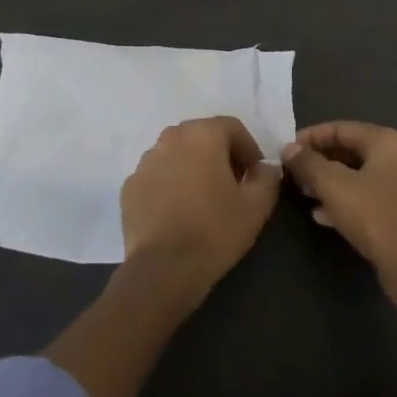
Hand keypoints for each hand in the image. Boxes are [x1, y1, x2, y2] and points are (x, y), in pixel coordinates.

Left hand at [120, 116, 281, 304]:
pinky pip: (157, 176)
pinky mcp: (129, 186)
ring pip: (176, 154)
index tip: (255, 175)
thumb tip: (266, 167)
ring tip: (203, 199)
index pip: (232, 127)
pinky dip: (169, 184)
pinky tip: (177, 211)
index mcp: (202, 135)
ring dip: (192, 167)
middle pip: (202, 136)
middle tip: (232, 184)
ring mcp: (145, 161)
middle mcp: (170, 138)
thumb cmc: (215, 231)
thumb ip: (267, 178)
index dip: (248, 148)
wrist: (163, 269)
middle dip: (220, 155)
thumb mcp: (256, 207)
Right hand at [282, 121, 396, 297]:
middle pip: (350, 151)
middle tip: (293, 173)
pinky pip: (368, 199)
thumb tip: (289, 148)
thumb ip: (308, 163)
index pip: (341, 128)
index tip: (287, 150)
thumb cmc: (373, 214)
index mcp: (387, 142)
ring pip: (358, 177)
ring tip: (303, 193)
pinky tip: (322, 216)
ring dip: (329, 183)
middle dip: (319, 162)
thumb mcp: (332, 185)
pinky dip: (345, 202)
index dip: (310, 137)